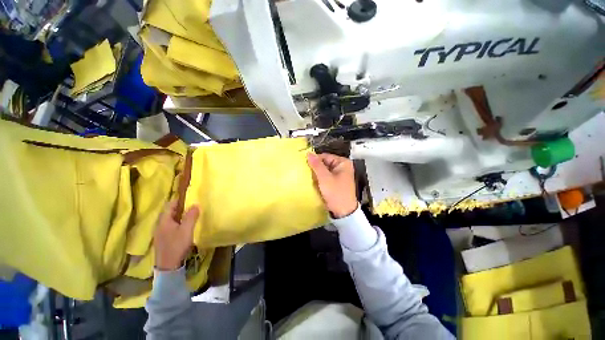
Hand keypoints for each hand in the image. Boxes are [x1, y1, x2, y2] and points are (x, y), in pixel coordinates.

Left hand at [153, 200, 199, 270]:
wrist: (168, 266)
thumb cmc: (177, 245)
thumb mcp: (187, 230)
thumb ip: (191, 217)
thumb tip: (196, 204)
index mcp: (164, 221)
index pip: (170, 205)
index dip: (179, 199)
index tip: (189, 196)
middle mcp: (160, 225)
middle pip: (169, 212)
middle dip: (180, 207)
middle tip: (192, 204)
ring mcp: (160, 232)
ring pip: (170, 219)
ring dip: (179, 215)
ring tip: (190, 214)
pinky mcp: (163, 238)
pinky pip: (170, 225)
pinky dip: (177, 222)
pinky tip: (184, 226)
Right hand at [307, 153, 357, 217]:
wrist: (343, 212)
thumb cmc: (336, 193)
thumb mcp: (325, 178)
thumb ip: (317, 165)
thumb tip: (309, 153)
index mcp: (342, 162)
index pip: (325, 156)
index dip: (314, 160)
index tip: (305, 166)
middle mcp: (342, 167)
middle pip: (324, 163)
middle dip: (315, 168)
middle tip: (306, 173)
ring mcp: (339, 175)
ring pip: (324, 171)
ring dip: (317, 174)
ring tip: (308, 178)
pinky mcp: (336, 182)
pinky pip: (325, 177)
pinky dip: (319, 179)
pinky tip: (314, 183)